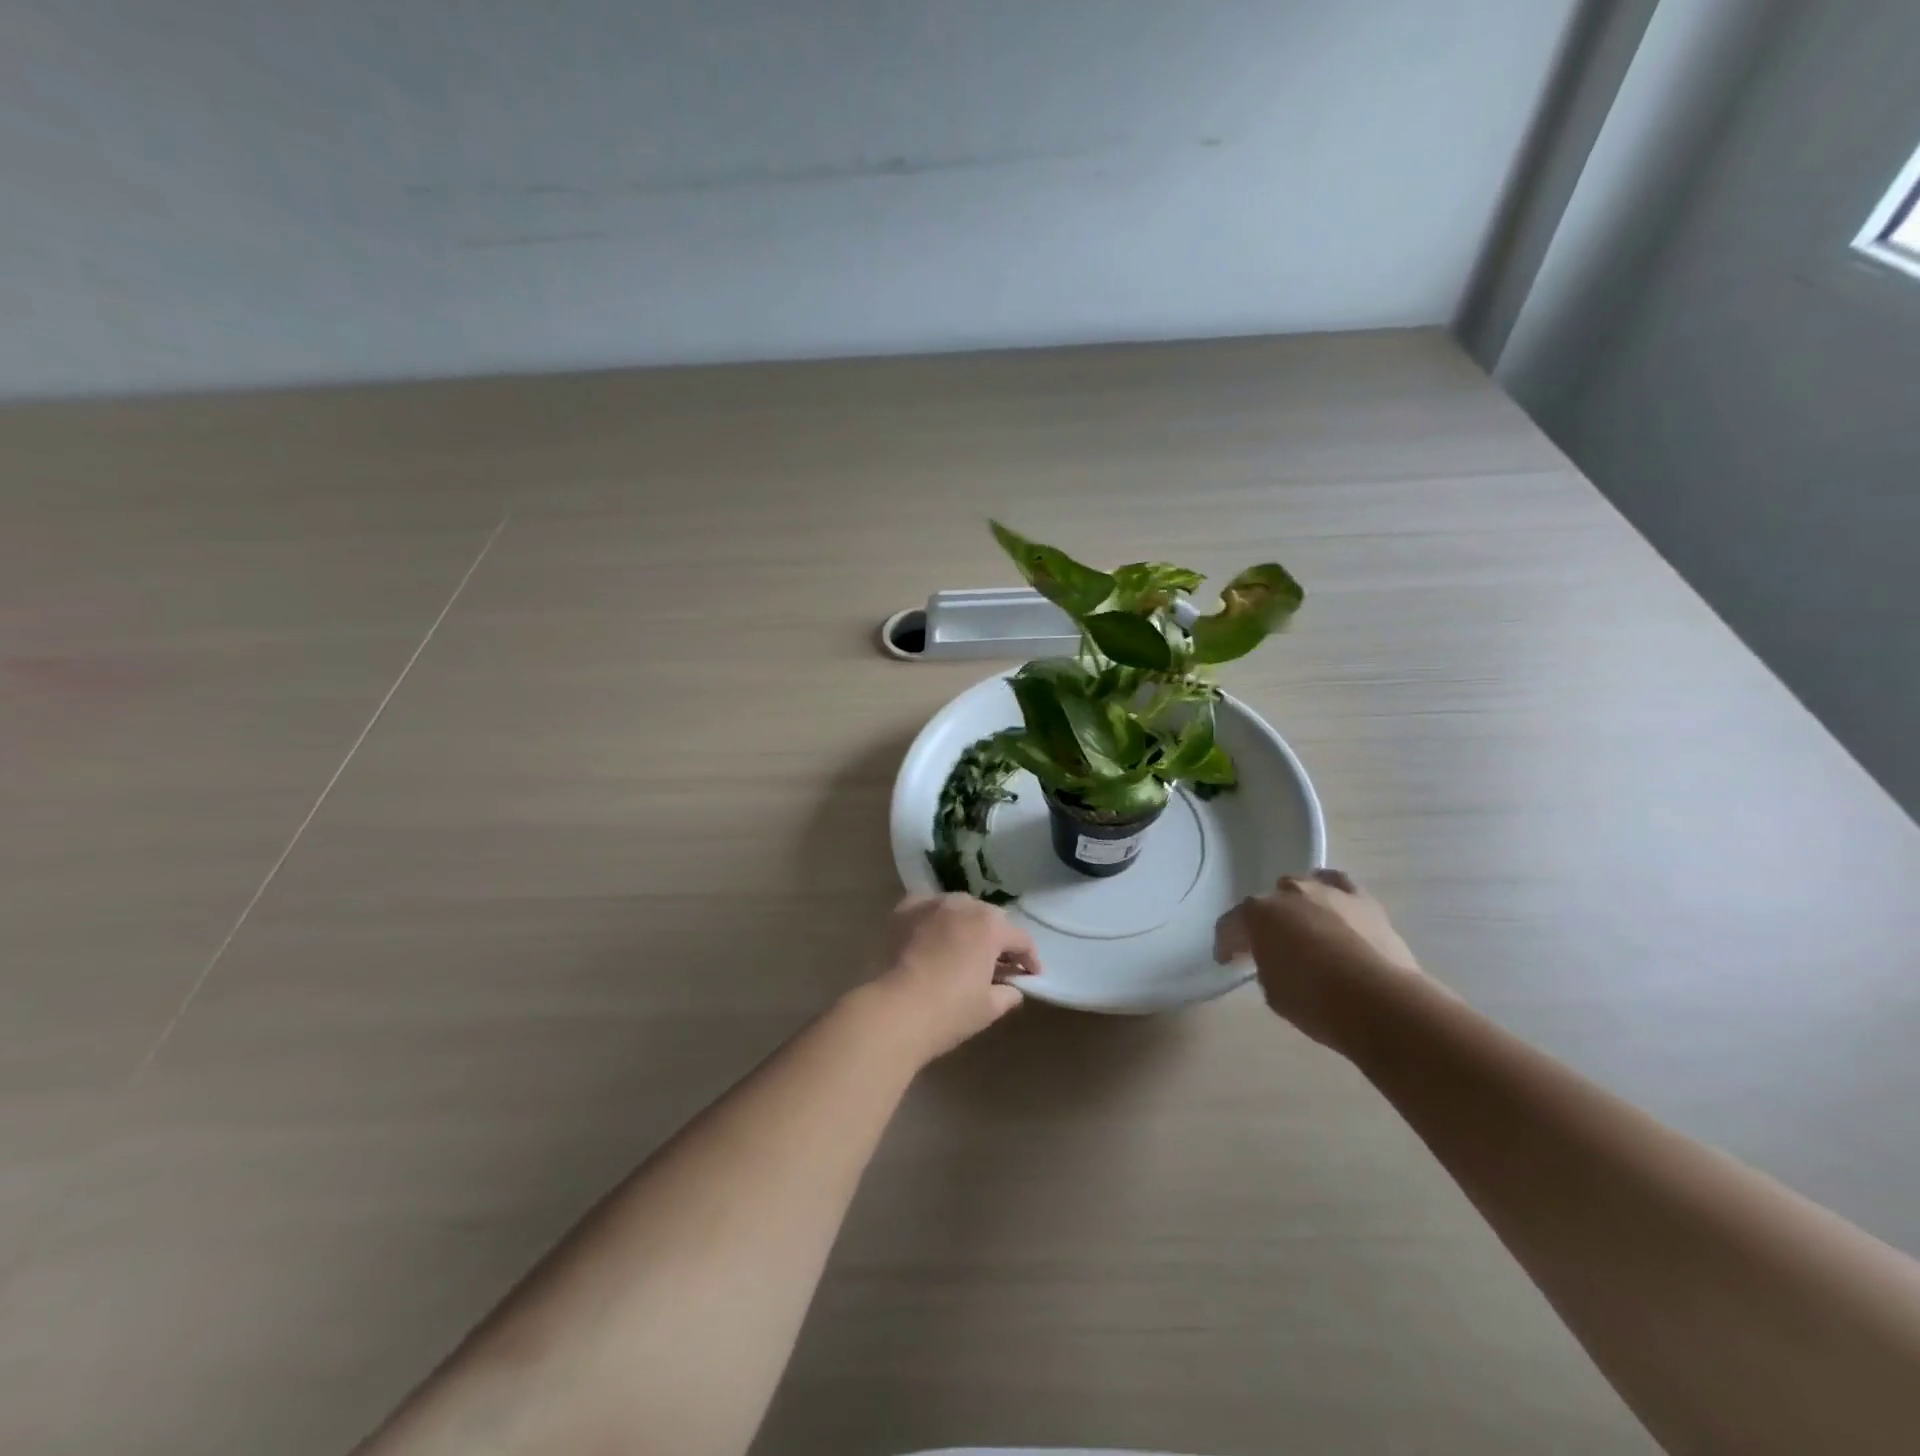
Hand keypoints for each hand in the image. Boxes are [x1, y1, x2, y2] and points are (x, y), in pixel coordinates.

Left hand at [865, 894, 1037, 1063]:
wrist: (894, 1010)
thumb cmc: (949, 1011)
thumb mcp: (988, 1008)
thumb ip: (1007, 994)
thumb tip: (1013, 989)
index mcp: (990, 926)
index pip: (1020, 939)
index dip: (1029, 958)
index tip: (1031, 975)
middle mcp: (963, 905)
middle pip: (990, 918)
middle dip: (997, 938)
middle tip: (998, 962)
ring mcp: (931, 904)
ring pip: (958, 908)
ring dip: (966, 925)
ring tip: (963, 947)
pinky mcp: (903, 910)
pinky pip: (928, 909)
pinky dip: (935, 919)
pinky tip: (932, 935)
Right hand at [1214, 869, 1429, 1048]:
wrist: (1380, 1002)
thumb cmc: (1316, 1002)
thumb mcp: (1273, 991)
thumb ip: (1266, 966)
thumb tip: (1276, 960)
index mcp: (1257, 915)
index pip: (1231, 925)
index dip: (1227, 944)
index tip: (1228, 960)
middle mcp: (1287, 893)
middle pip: (1267, 902)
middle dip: (1265, 922)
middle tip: (1269, 947)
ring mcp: (1325, 891)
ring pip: (1301, 888)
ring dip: (1297, 906)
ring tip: (1304, 927)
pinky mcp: (1361, 898)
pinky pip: (1338, 884)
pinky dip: (1331, 891)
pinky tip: (1332, 906)